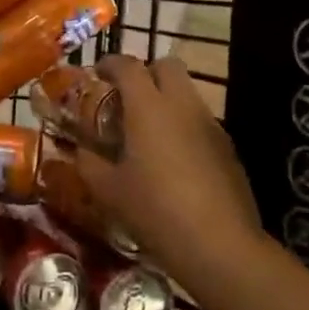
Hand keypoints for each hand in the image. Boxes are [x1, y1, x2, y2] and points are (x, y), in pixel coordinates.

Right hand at [76, 56, 259, 283]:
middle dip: (145, 72)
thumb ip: (89, 162)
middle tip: (126, 97)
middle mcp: (182, 105)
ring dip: (165, 99)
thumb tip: (81, 150)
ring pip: (186, 92)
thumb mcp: (108, 190)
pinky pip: (200, 120)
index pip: (128, 66)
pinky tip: (172, 158)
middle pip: (166, 66)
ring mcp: (210, 124)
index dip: (110, 63)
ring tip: (147, 131)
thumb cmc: (155, 210)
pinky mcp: (227, 147)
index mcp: (149, 107)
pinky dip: (182, 125)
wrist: (220, 245)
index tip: (97, 73)